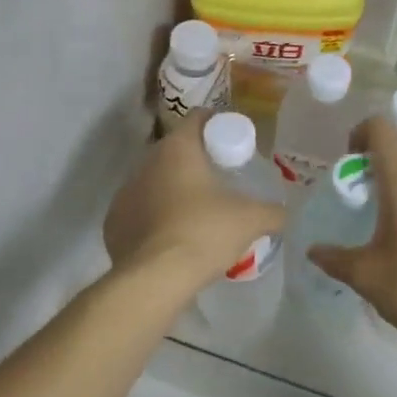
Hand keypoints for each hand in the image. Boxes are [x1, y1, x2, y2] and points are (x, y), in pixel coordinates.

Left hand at [104, 112, 285, 289]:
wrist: (155, 278)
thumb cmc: (204, 233)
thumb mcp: (251, 220)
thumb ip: (273, 212)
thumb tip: (283, 213)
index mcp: (177, 149)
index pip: (197, 118)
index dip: (217, 124)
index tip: (231, 142)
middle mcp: (145, 163)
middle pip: (174, 151)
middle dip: (195, 161)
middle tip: (219, 181)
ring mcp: (124, 193)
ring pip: (154, 182)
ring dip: (172, 190)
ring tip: (195, 213)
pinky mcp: (113, 223)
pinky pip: (139, 212)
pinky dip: (154, 218)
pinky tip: (171, 237)